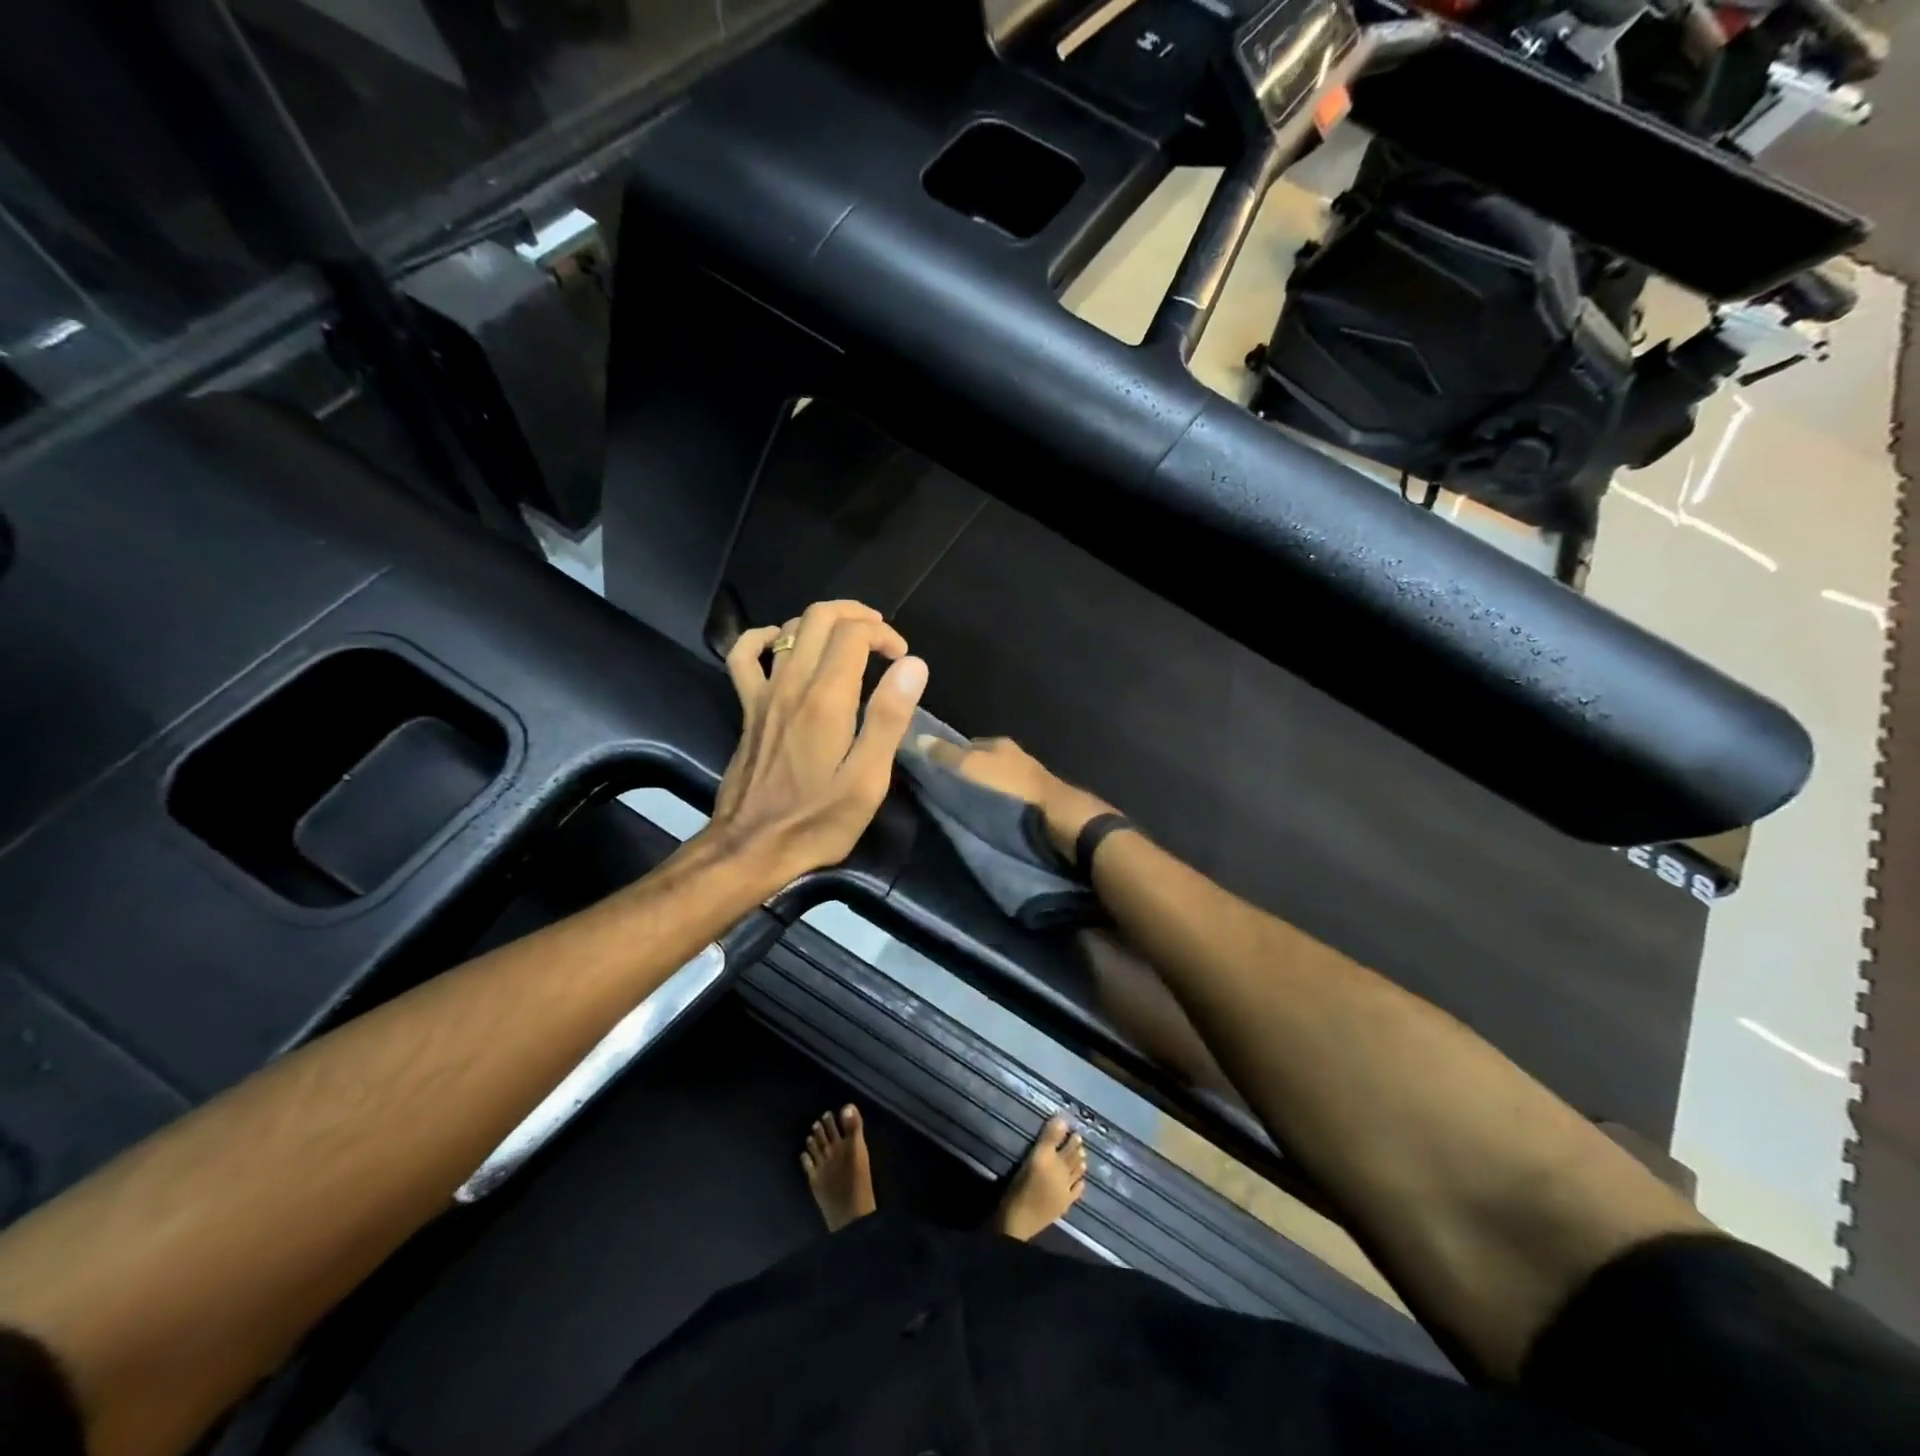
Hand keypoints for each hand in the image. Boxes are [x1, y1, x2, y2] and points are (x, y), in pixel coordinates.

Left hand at [704, 600, 927, 885]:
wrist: (752, 846)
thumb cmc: (818, 819)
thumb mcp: (867, 779)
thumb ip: (889, 718)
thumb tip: (913, 665)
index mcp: (827, 699)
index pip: (855, 634)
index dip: (884, 635)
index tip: (903, 660)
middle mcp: (792, 684)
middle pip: (820, 617)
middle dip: (857, 616)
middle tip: (883, 639)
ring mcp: (764, 693)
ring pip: (789, 629)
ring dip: (823, 622)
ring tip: (850, 641)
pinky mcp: (748, 707)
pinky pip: (743, 655)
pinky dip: (763, 638)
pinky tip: (782, 643)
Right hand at [916, 735, 1113, 859]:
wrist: (1058, 819)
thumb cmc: (1010, 790)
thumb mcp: (971, 768)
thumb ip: (944, 755)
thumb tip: (917, 737)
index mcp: (999, 744)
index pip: (967, 744)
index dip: (948, 755)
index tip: (932, 769)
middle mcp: (1016, 757)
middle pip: (983, 763)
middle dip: (967, 773)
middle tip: (946, 791)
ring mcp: (1030, 781)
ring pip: (997, 781)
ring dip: (984, 791)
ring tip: (964, 808)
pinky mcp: (1039, 803)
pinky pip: (1009, 800)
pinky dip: (998, 806)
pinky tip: (989, 818)